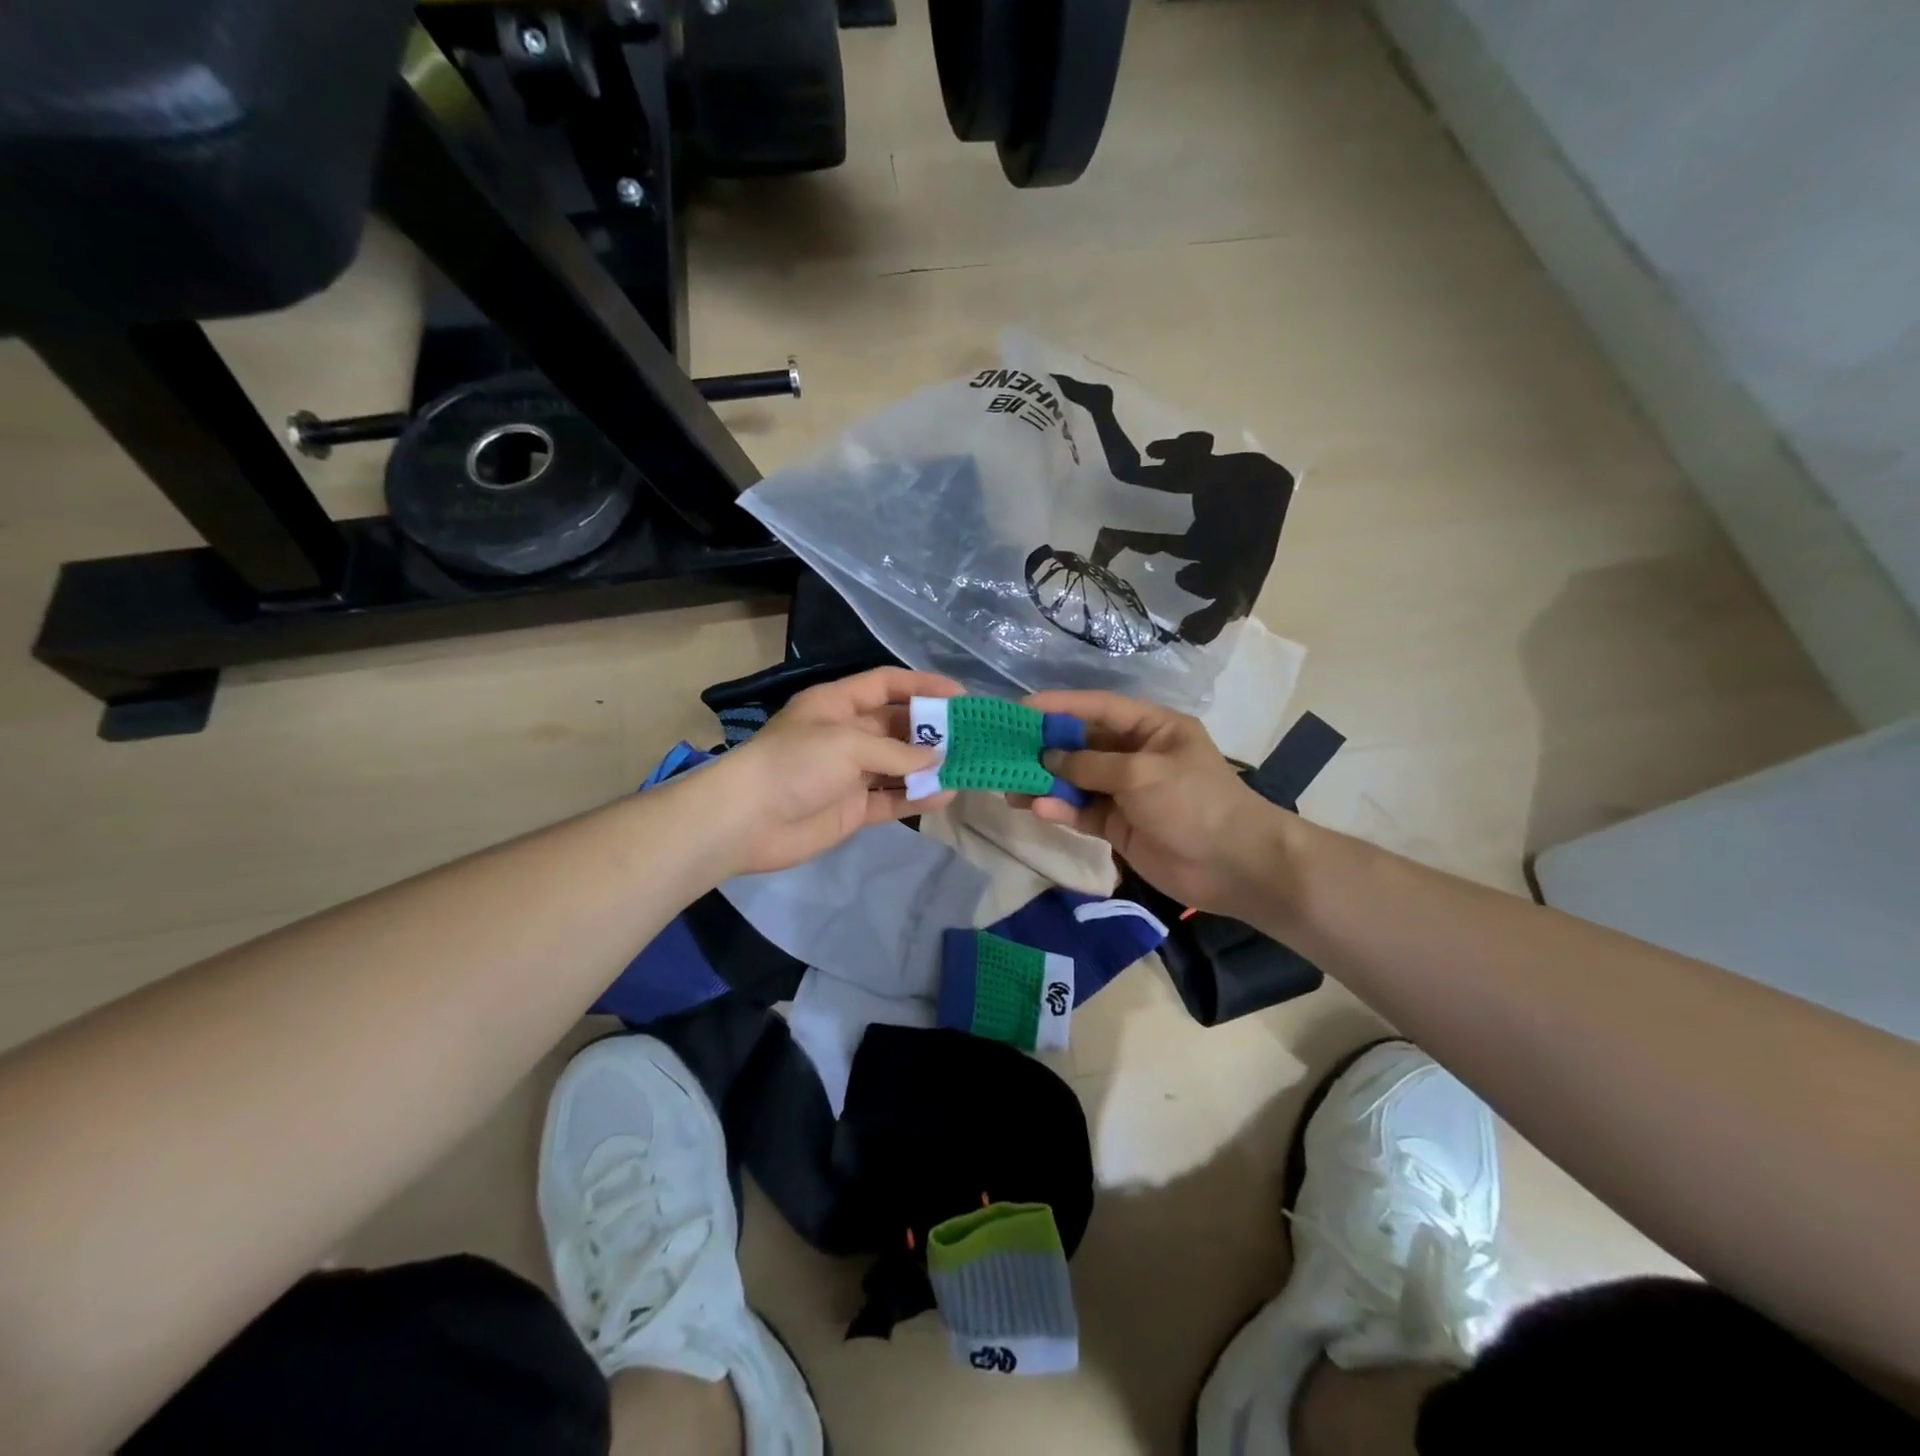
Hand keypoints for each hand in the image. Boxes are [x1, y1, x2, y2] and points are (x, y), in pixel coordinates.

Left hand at [703, 667, 961, 875]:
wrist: (745, 820)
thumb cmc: (795, 763)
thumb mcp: (847, 743)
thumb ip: (896, 752)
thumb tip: (938, 761)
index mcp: (837, 703)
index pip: (886, 684)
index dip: (922, 686)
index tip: (960, 696)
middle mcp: (846, 734)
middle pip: (897, 725)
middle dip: (933, 731)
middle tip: (972, 737)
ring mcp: (850, 773)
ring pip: (899, 765)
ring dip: (930, 767)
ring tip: (968, 767)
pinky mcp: (852, 808)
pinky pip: (892, 799)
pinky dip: (916, 797)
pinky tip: (945, 795)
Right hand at [1020, 690, 1294, 918]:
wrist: (1234, 866)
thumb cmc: (1194, 803)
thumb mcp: (1142, 773)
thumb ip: (1091, 765)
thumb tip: (1048, 759)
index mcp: (1152, 728)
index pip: (1098, 708)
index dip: (1059, 706)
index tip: (1021, 709)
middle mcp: (1135, 754)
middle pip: (1082, 744)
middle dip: (1045, 748)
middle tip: (1005, 751)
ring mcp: (1125, 792)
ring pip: (1076, 781)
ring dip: (1046, 783)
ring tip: (1010, 787)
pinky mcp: (1118, 825)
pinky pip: (1082, 811)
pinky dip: (1061, 810)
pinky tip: (1038, 810)